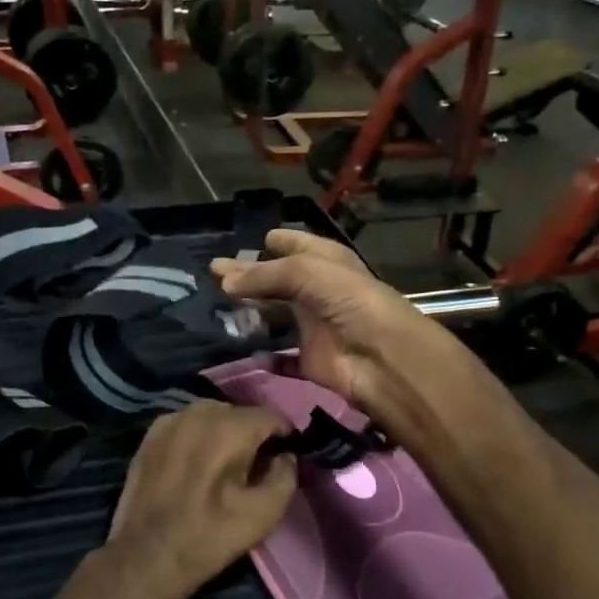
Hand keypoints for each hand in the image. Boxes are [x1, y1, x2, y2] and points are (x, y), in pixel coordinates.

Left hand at [100, 402, 297, 598]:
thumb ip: (286, 475)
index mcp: (230, 428)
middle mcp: (199, 412)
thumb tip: (286, 455)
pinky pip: (186, 425)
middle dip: (252, 435)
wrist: (145, 557)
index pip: (271, 416)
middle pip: (240, 414)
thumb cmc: (209, 537)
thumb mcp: (264, 514)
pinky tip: (194, 465)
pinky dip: (197, 438)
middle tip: (253, 469)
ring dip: (223, 434)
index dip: (284, 436)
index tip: (284, 459)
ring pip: (211, 416)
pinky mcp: (150, 435)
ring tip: (222, 467)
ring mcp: (170, 420)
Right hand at [210, 230, 456, 417]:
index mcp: (328, 262)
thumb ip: (264, 275)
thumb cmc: (350, 302)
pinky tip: (241, 348)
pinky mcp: (310, 359)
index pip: (300, 245)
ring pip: (276, 316)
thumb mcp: (307, 272)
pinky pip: (281, 357)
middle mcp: (320, 292)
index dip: (280, 241)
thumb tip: (224, 281)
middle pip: (279, 281)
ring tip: (219, 306)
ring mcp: (315, 326)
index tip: (256, 238)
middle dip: (250, 276)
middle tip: (215, 273)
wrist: (382, 358)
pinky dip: (263, 355)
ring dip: (252, 312)